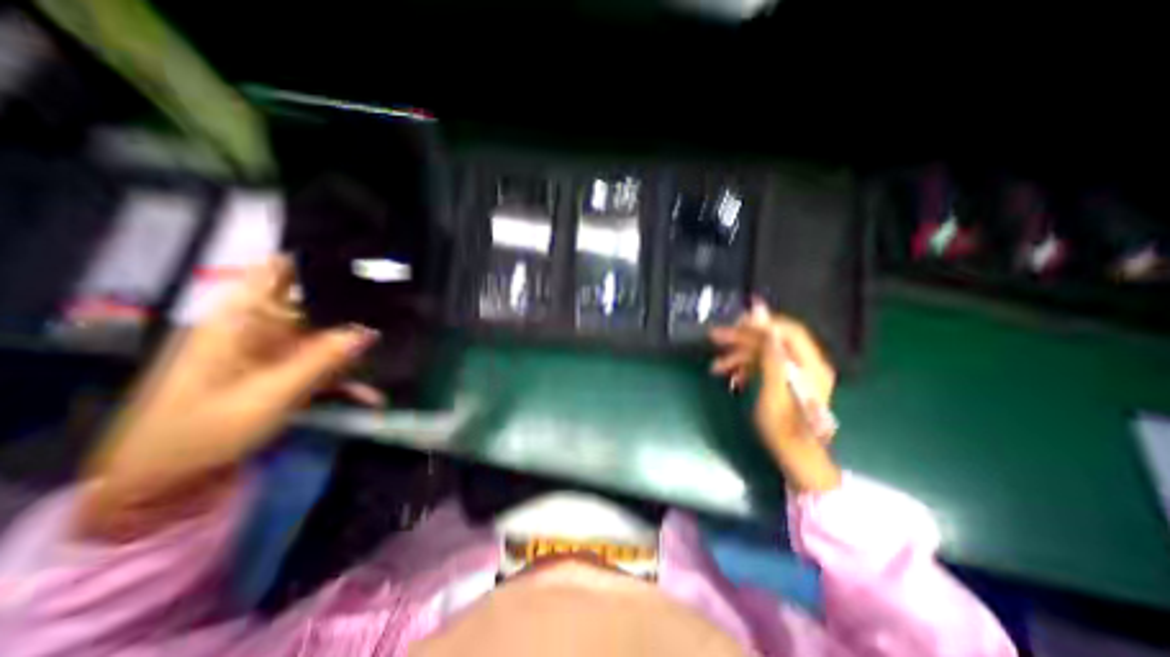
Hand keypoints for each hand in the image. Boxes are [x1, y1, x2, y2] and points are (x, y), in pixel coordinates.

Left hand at [77, 256, 375, 538]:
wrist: (163, 480)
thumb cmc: (201, 432)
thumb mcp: (268, 395)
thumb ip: (321, 360)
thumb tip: (367, 330)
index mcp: (241, 318)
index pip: (279, 270)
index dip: (319, 259)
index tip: (364, 261)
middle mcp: (260, 327)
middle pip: (315, 302)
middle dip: (355, 305)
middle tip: (399, 307)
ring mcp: (274, 351)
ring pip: (326, 335)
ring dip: (357, 346)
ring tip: (398, 345)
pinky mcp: (283, 372)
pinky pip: (322, 366)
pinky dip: (345, 379)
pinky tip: (370, 396)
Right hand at [703, 304, 840, 492]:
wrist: (796, 457)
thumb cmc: (784, 428)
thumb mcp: (774, 390)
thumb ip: (770, 354)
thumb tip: (764, 323)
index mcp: (809, 364)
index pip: (786, 330)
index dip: (761, 323)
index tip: (734, 323)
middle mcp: (805, 363)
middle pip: (771, 339)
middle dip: (742, 338)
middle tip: (715, 338)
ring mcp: (795, 372)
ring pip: (763, 353)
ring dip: (738, 356)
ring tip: (715, 366)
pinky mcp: (785, 381)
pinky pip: (763, 366)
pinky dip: (745, 369)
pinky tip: (731, 378)